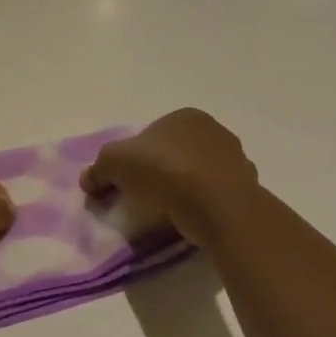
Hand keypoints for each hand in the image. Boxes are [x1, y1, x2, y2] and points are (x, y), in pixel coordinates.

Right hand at [80, 109, 260, 247]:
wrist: (218, 206)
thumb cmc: (165, 171)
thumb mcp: (115, 163)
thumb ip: (98, 169)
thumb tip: (88, 180)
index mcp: (184, 117)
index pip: (152, 134)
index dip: (134, 158)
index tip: (124, 181)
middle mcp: (214, 131)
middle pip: (175, 153)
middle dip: (159, 172)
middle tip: (143, 197)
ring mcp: (235, 160)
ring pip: (197, 174)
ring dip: (183, 188)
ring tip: (166, 212)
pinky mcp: (247, 189)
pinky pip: (214, 196)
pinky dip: (202, 205)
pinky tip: (190, 219)